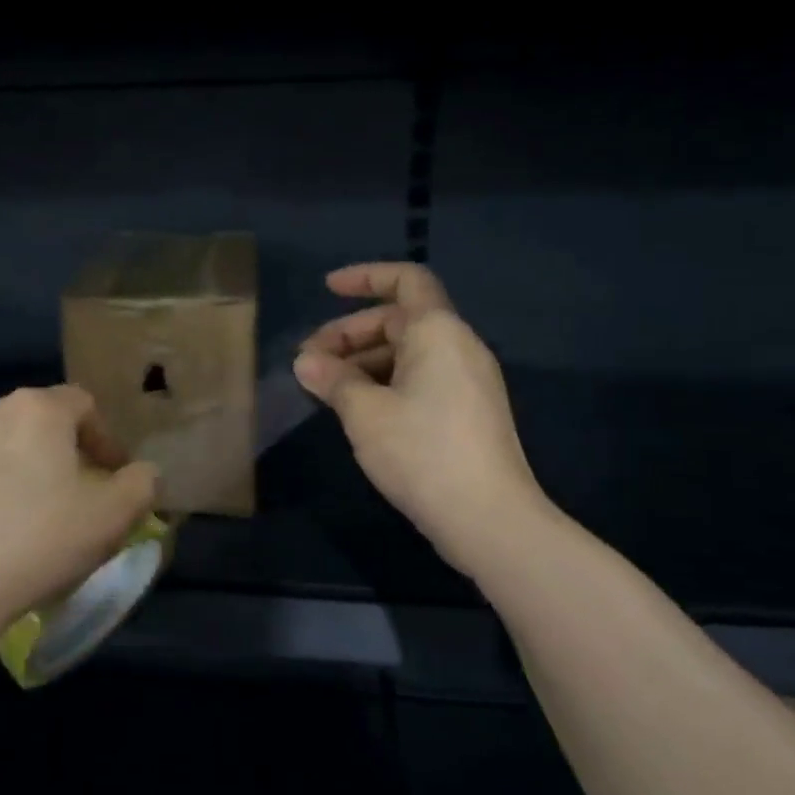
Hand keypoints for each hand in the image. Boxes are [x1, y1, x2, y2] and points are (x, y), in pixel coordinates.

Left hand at [0, 385, 158, 632]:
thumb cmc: (38, 541)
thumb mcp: (111, 518)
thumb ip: (141, 485)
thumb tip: (145, 473)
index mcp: (38, 410)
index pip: (83, 404)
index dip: (105, 438)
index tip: (112, 477)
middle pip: (39, 421)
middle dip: (62, 452)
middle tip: (73, 496)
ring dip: (20, 470)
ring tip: (27, 516)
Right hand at [294, 263, 546, 572]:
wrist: (488, 518)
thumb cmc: (421, 451)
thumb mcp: (364, 412)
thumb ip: (333, 380)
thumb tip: (305, 363)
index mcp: (438, 332)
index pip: (405, 280)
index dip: (365, 277)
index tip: (327, 289)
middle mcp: (458, 346)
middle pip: (399, 320)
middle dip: (350, 333)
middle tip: (309, 361)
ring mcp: (467, 381)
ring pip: (407, 352)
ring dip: (363, 362)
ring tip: (326, 389)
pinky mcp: (467, 412)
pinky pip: (420, 378)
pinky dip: (385, 382)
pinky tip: (358, 410)